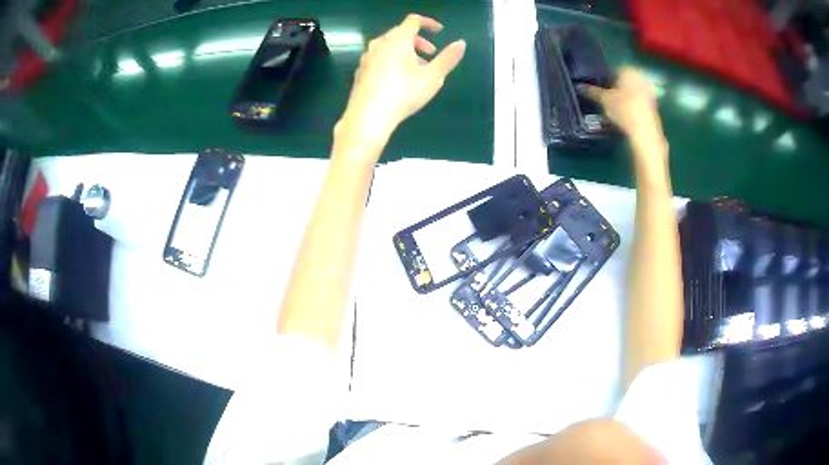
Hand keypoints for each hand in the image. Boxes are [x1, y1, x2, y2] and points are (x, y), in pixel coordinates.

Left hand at [336, 14, 465, 147]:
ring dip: (405, 52)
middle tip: (430, 54)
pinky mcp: (360, 71)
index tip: (439, 30)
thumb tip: (461, 43)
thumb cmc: (404, 93)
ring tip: (416, 70)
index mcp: (398, 39)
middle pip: (400, 33)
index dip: (428, 22)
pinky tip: (397, 80)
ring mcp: (367, 57)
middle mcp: (379, 43)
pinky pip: (379, 58)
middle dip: (418, 41)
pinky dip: (391, 61)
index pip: (413, 20)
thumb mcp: (433, 77)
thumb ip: (448, 58)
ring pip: (389, 46)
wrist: (369, 115)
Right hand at [584, 68, 666, 161]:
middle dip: (613, 90)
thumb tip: (579, 87)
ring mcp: (648, 91)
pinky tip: (624, 118)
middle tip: (604, 101)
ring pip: (630, 93)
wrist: (645, 132)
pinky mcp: (653, 106)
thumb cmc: (623, 110)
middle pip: (622, 82)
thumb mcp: (603, 100)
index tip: (597, 92)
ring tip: (612, 112)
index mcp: (627, 70)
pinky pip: (637, 103)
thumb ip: (591, 92)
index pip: (611, 71)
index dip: (602, 81)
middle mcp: (639, 77)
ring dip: (621, 100)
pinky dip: (630, 107)